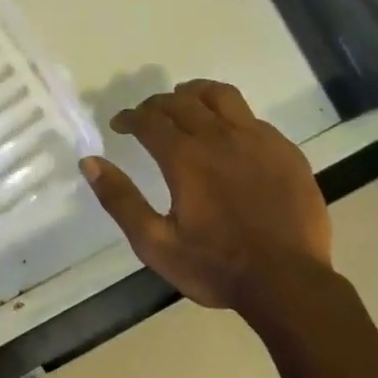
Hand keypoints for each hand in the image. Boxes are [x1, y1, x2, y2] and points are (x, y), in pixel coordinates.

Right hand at [80, 80, 332, 310]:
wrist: (288, 283)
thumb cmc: (215, 266)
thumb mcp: (154, 243)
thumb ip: (120, 199)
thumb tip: (89, 162)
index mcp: (185, 158)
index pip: (149, 120)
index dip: (129, 117)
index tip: (119, 124)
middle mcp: (220, 138)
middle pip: (182, 101)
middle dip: (157, 104)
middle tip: (146, 116)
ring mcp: (258, 141)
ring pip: (222, 96)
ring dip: (196, 94)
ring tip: (185, 101)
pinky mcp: (285, 151)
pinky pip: (252, 117)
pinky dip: (230, 116)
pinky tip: (228, 135)